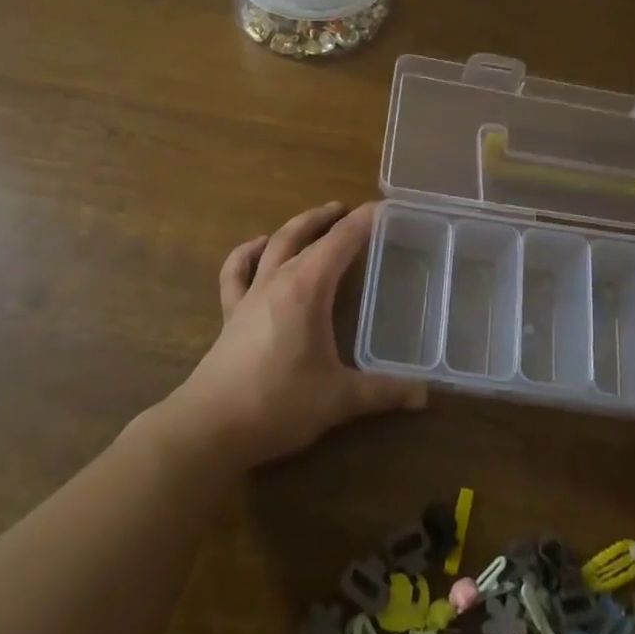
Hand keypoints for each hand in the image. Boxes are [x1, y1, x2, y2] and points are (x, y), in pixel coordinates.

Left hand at [167, 201, 427, 468]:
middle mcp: (277, 280)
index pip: (340, 242)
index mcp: (306, 288)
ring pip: (273, 245)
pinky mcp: (230, 314)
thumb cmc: (278, 404)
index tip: (383, 207)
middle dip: (327, 218)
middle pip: (303, 235)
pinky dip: (248, 253)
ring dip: (294, 228)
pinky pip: (236, 272)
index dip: (362, 222)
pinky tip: (258, 248)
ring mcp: (249, 294)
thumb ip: (383, 392)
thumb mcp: (339, 399)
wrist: (210, 426)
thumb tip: (424, 394)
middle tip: (347, 209)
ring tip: (311, 220)